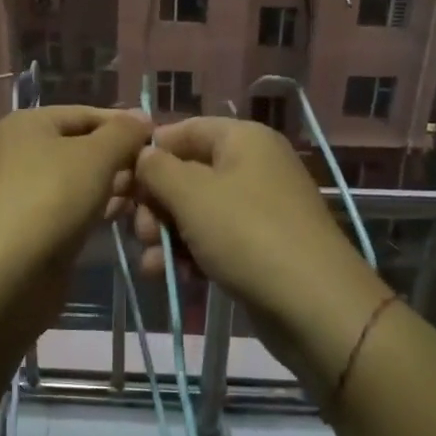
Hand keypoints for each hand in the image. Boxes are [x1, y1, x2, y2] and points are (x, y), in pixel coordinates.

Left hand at [0, 106, 149, 263]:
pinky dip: (95, 209)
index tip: (158, 140)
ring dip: (111, 186)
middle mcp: (20, 152)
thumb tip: (142, 116)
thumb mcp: (96, 155)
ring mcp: (24, 192)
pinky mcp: (32, 227)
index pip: (85, 114)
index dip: (123, 124)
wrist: (8, 271)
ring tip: (144, 196)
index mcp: (27, 124)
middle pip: (81, 147)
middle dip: (119, 159)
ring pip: (78, 180)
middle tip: (153, 174)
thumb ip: (123, 133)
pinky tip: (122, 215)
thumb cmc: (52, 196)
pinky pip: (71, 208)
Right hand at [129, 118, 385, 342]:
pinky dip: (189, 253)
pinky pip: (214, 238)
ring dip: (166, 234)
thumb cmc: (247, 234)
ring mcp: (259, 207)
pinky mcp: (260, 245)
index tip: (120, 184)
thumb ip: (157, 169)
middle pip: (187, 172)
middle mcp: (253, 165)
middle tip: (140, 233)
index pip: (183, 130)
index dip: (149, 153)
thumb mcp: (191, 195)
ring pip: (196, 210)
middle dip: (156, 203)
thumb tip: (143, 154)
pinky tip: (169, 275)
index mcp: (243, 139)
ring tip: (152, 262)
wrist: (314, 305)